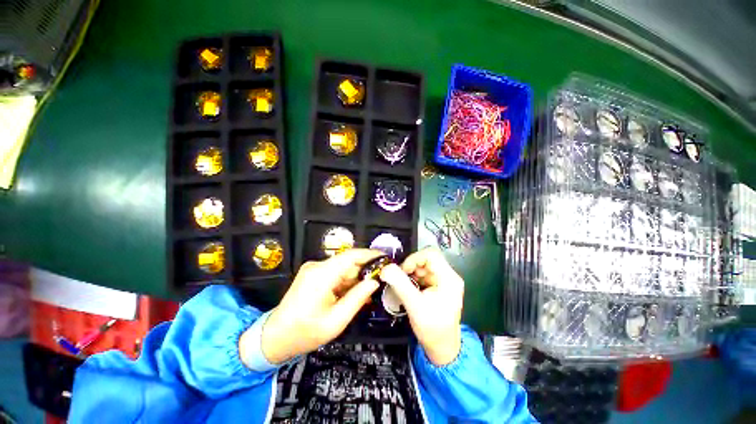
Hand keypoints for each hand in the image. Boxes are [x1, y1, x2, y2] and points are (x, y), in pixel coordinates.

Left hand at [252, 249, 382, 363]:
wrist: (274, 338)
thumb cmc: (304, 333)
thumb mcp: (336, 321)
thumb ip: (357, 298)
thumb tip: (375, 282)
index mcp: (322, 274)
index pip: (351, 255)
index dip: (370, 254)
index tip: (386, 258)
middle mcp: (317, 266)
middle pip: (348, 262)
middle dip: (365, 270)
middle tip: (383, 280)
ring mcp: (314, 270)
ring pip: (343, 268)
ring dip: (357, 278)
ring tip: (371, 291)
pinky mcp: (313, 275)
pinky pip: (335, 274)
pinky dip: (347, 282)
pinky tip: (355, 293)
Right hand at [380, 247, 463, 365]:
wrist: (442, 348)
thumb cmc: (432, 329)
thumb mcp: (414, 306)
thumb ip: (400, 285)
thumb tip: (385, 268)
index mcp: (449, 278)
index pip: (431, 254)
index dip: (414, 258)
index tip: (403, 271)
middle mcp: (448, 276)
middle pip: (427, 258)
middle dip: (411, 266)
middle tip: (400, 278)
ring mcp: (443, 280)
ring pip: (423, 265)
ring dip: (411, 272)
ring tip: (403, 285)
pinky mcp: (438, 285)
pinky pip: (423, 274)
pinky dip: (413, 278)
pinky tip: (408, 288)